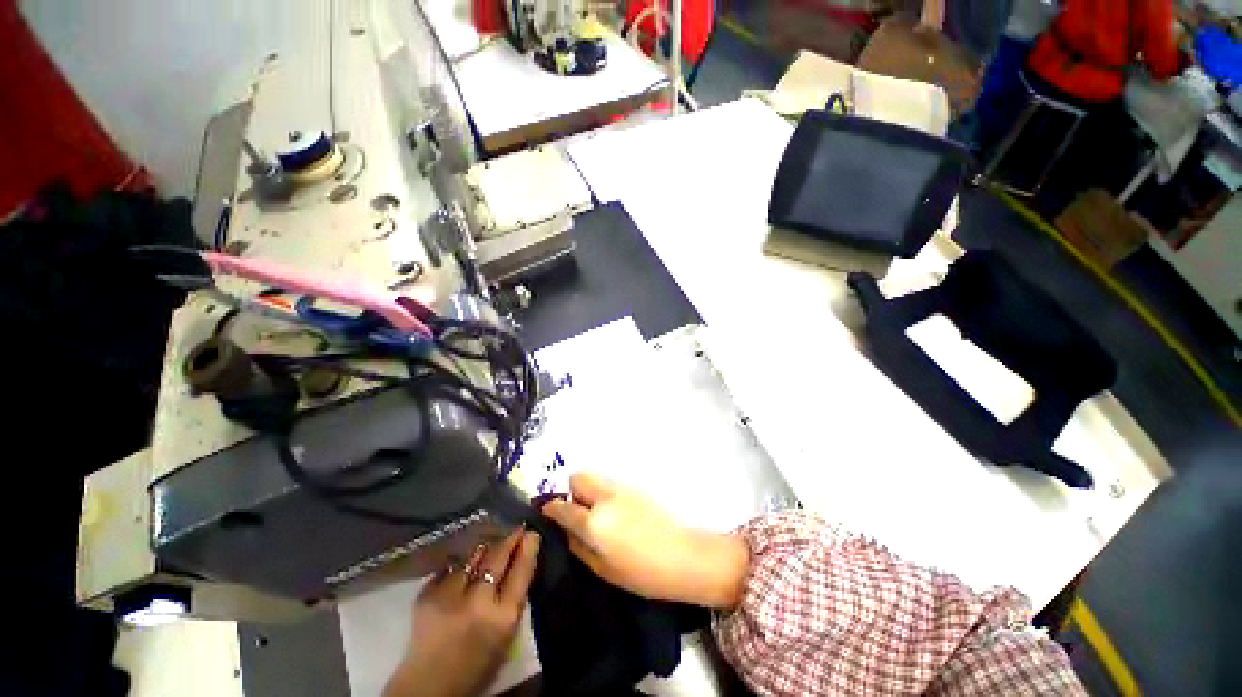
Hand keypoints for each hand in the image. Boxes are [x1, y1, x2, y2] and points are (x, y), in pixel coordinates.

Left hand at [383, 530, 539, 696]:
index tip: (531, 533)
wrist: (429, 687)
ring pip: (472, 558)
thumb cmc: (476, 665)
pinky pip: (448, 569)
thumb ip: (513, 600)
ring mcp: (450, 597)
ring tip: (488, 543)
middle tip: (516, 528)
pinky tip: (461, 565)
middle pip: (498, 558)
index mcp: (503, 617)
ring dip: (483, 549)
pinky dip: (457, 566)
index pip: (521, 572)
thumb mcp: (507, 636)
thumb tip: (520, 562)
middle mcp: (479, 602)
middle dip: (509, 539)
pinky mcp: (426, 596)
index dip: (528, 549)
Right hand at [541, 473, 748, 609]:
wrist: (683, 556)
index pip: (562, 505)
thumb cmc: (641, 573)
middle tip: (581, 514)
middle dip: (573, 493)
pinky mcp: (636, 486)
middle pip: (578, 477)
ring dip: (590, 492)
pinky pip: (611, 484)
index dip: (551, 509)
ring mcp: (622, 487)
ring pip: (595, 478)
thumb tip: (565, 530)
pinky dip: (606, 494)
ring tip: (601, 516)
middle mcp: (605, 496)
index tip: (549, 515)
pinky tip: (619, 514)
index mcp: (594, 521)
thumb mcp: (602, 569)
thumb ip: (578, 545)